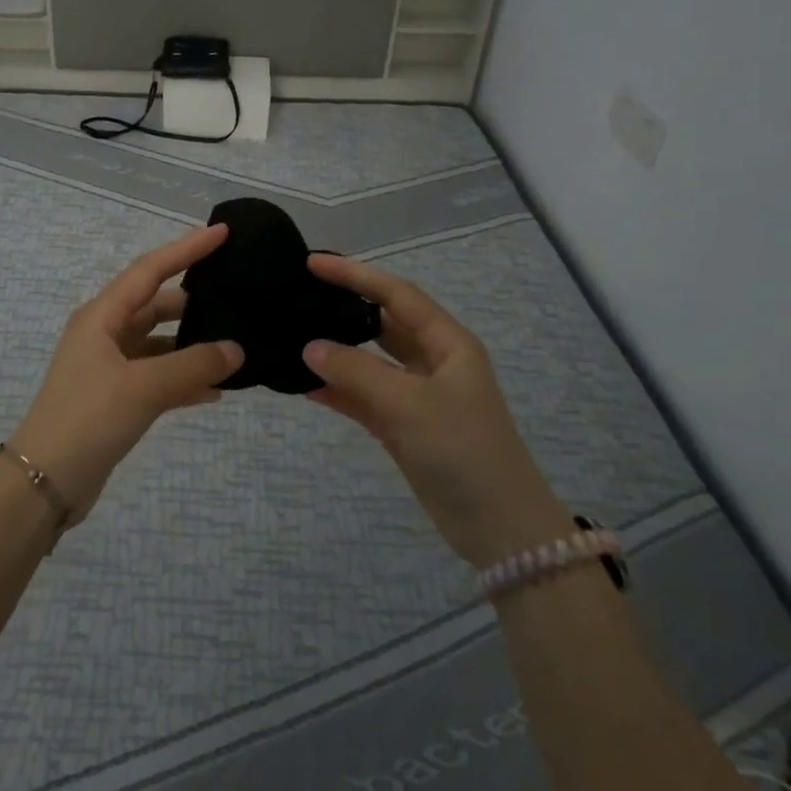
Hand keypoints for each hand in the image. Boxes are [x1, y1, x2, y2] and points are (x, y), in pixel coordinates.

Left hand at [11, 225, 243, 517]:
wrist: (45, 481)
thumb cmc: (89, 418)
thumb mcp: (144, 387)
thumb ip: (193, 365)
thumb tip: (236, 350)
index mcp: (102, 317)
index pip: (150, 270)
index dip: (186, 249)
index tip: (222, 233)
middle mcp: (104, 335)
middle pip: (156, 305)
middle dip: (194, 302)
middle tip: (236, 295)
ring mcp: (109, 368)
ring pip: (160, 344)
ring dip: (192, 346)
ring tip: (235, 345)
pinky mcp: (116, 399)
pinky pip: (158, 378)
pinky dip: (184, 380)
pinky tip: (217, 391)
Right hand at [301, 254, 570, 565]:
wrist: (499, 528)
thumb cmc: (463, 451)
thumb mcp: (410, 405)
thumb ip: (357, 372)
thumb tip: (309, 347)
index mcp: (448, 343)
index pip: (395, 294)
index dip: (355, 274)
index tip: (312, 262)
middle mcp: (432, 361)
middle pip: (381, 323)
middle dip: (343, 307)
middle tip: (297, 295)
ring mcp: (416, 395)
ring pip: (368, 361)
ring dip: (335, 352)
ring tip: (291, 335)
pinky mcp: (402, 425)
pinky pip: (362, 396)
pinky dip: (336, 390)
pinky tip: (302, 384)